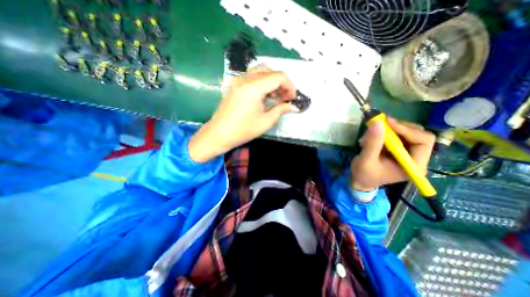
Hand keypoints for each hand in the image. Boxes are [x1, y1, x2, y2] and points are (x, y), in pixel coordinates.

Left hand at [190, 66, 297, 162]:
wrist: (219, 134)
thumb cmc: (243, 130)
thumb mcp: (266, 121)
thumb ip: (281, 110)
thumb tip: (294, 107)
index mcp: (254, 87)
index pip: (278, 77)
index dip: (290, 86)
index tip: (292, 99)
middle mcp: (245, 79)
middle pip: (270, 71)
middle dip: (282, 83)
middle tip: (285, 98)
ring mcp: (238, 80)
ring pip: (261, 71)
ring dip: (272, 81)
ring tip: (275, 97)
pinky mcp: (235, 84)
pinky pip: (252, 77)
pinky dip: (262, 83)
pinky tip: (264, 96)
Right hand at [348, 118, 434, 190]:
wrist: (359, 180)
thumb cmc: (364, 174)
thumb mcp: (366, 160)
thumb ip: (373, 143)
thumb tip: (377, 123)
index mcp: (414, 165)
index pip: (423, 141)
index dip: (406, 129)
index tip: (386, 123)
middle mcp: (415, 158)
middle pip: (417, 134)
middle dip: (398, 128)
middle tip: (380, 124)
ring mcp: (407, 153)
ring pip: (407, 132)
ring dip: (390, 130)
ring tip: (372, 133)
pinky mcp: (398, 150)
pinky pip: (397, 135)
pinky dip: (385, 132)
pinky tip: (373, 137)